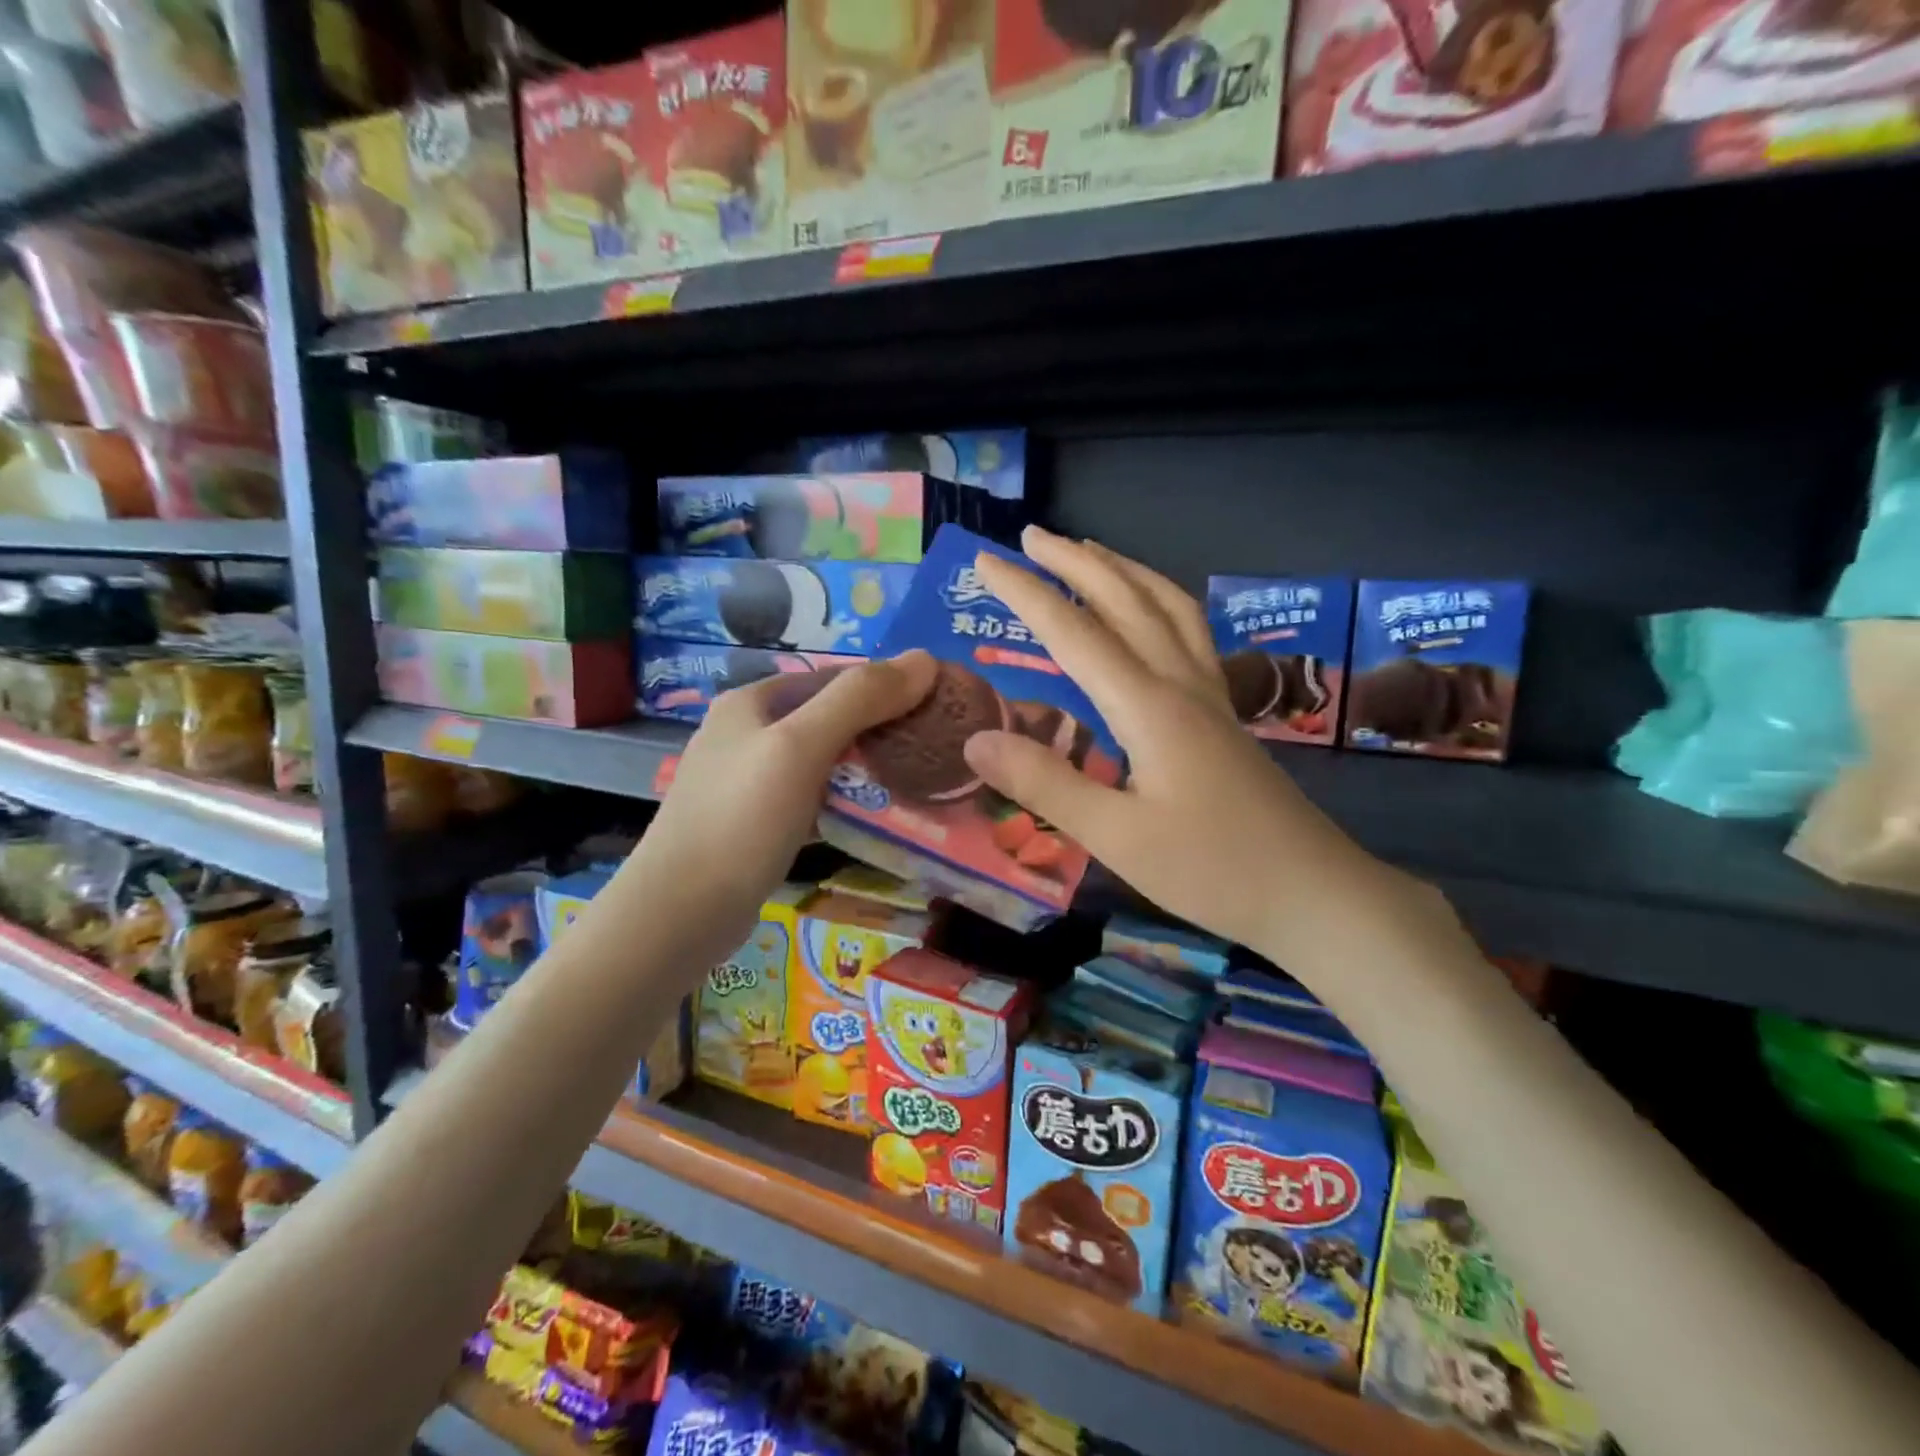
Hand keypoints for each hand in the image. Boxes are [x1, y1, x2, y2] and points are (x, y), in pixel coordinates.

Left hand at [619, 652, 935, 973]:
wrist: (680, 912)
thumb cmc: (741, 819)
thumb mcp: (801, 747)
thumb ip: (860, 699)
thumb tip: (926, 658)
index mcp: (753, 701)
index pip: (837, 677)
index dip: (888, 686)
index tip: (938, 709)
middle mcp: (747, 732)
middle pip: (829, 717)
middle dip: (880, 729)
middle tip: (933, 750)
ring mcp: (748, 779)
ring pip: (822, 760)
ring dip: (865, 767)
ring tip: (916, 781)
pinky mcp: (754, 821)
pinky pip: (811, 797)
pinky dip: (843, 800)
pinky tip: (873, 816)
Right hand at [963, 528, 1420, 968]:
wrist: (1313, 892)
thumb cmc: (1212, 869)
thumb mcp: (1116, 837)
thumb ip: (1045, 784)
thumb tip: (976, 739)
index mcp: (1148, 707)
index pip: (1074, 633)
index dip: (1025, 593)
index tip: (985, 561)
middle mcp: (1180, 683)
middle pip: (1126, 600)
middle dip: (1075, 562)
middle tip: (1031, 535)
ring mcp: (1209, 694)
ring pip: (1167, 606)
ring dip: (1124, 570)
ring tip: (1089, 552)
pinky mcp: (1224, 712)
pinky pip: (1189, 631)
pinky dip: (1159, 600)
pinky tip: (1151, 613)